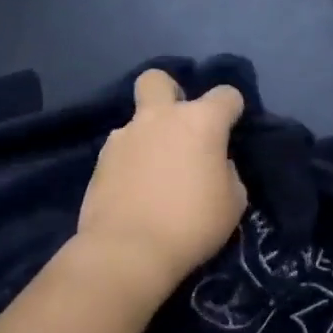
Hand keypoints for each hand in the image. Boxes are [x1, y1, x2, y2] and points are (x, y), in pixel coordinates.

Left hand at [75, 69, 247, 312]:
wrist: (127, 251)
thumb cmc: (192, 224)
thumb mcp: (233, 202)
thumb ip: (227, 172)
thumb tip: (215, 164)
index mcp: (200, 121)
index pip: (226, 94)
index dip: (232, 109)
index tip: (232, 129)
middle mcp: (160, 117)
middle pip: (159, 80)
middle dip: (170, 92)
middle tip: (179, 125)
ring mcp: (124, 136)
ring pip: (137, 120)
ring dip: (149, 137)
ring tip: (155, 173)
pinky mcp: (100, 161)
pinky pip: (121, 150)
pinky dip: (130, 162)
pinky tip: (135, 190)